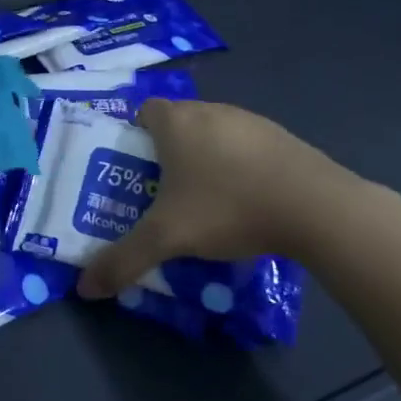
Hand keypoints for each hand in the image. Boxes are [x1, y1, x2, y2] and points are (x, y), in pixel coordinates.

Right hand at [77, 99, 368, 297]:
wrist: (315, 207)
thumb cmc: (228, 208)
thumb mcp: (167, 238)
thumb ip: (123, 260)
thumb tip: (85, 289)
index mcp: (176, 122)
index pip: (144, 111)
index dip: (136, 135)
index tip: (136, 169)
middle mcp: (210, 111)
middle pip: (178, 122)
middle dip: (168, 152)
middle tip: (164, 192)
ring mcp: (250, 121)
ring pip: (214, 133)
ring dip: (206, 158)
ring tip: (207, 202)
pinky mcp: (282, 137)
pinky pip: (247, 146)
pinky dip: (240, 166)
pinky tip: (248, 201)